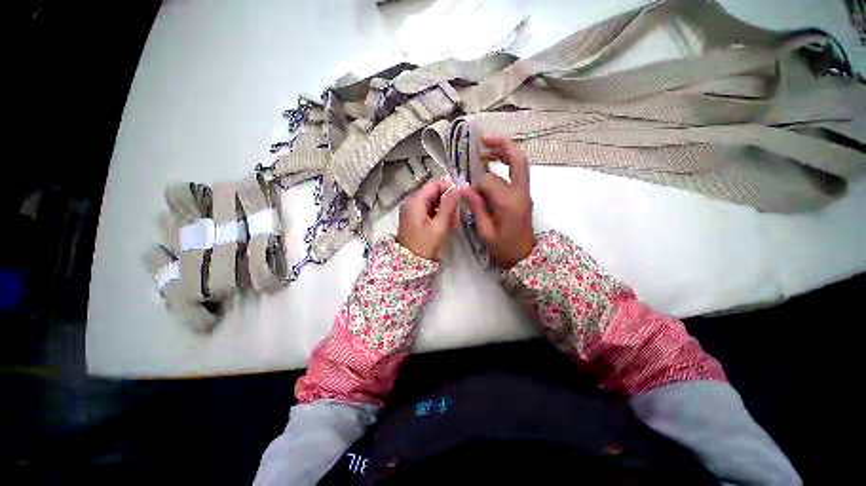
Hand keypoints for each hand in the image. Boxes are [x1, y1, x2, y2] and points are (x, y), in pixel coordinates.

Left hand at [397, 176, 459, 259]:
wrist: (410, 263)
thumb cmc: (424, 245)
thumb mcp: (439, 225)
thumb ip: (448, 205)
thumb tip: (455, 187)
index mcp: (415, 201)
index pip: (434, 184)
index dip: (448, 187)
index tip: (459, 197)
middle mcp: (411, 202)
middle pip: (433, 193)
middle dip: (446, 202)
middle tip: (455, 215)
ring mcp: (411, 210)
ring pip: (432, 202)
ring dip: (444, 210)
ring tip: (451, 223)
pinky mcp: (414, 218)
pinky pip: (429, 211)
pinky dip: (438, 215)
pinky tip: (445, 225)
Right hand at [460, 134, 534, 268]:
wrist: (524, 256)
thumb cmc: (504, 247)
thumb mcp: (485, 231)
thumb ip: (476, 207)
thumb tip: (464, 187)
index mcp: (510, 203)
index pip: (491, 181)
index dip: (476, 182)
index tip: (467, 189)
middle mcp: (521, 193)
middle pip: (518, 159)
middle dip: (501, 145)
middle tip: (482, 139)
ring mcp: (525, 192)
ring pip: (520, 162)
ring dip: (504, 151)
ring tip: (485, 148)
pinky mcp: (524, 194)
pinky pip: (517, 172)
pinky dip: (505, 163)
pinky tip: (492, 163)